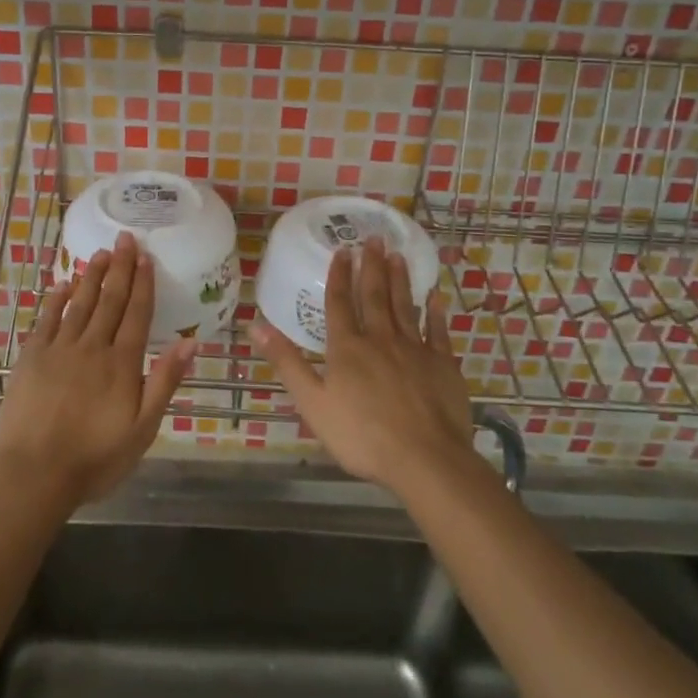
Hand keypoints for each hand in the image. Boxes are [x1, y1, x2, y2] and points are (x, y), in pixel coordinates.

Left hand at [0, 231, 194, 509]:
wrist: (33, 475)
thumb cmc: (94, 458)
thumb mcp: (142, 429)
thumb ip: (164, 382)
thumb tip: (190, 342)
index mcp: (121, 363)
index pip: (137, 314)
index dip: (143, 283)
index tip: (146, 256)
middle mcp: (92, 347)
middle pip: (110, 300)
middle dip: (120, 268)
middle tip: (125, 238)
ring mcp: (59, 349)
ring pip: (79, 303)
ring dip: (91, 277)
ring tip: (101, 253)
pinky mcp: (31, 357)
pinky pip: (46, 319)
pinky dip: (55, 299)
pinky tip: (61, 284)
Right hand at [252, 236, 475, 494]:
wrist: (424, 459)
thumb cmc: (362, 435)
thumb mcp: (312, 402)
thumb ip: (287, 362)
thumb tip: (255, 326)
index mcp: (347, 348)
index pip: (340, 303)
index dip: (339, 275)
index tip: (342, 250)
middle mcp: (380, 339)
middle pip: (375, 295)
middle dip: (372, 266)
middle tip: (374, 238)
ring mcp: (414, 349)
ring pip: (404, 306)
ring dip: (399, 279)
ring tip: (397, 254)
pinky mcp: (442, 364)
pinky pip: (437, 330)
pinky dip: (435, 311)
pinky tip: (434, 296)